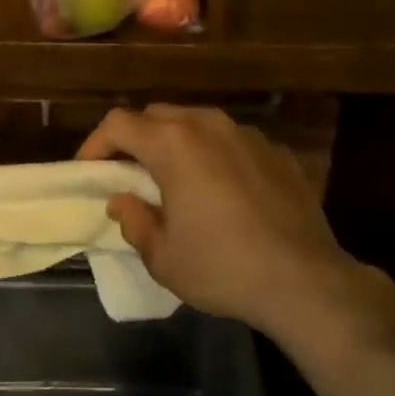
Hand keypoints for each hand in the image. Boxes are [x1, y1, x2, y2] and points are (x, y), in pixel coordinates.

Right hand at [77, 104, 373, 337]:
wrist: (305, 280)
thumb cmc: (222, 267)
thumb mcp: (162, 256)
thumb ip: (133, 221)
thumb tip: (123, 201)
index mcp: (173, 143)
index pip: (118, 123)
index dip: (95, 143)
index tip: (89, 171)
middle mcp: (209, 125)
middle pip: (156, 115)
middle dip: (134, 139)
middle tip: (128, 175)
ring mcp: (247, 134)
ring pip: (196, 123)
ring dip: (175, 143)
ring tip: (173, 179)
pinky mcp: (277, 151)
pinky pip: (231, 142)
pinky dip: (213, 155)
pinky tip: (220, 190)